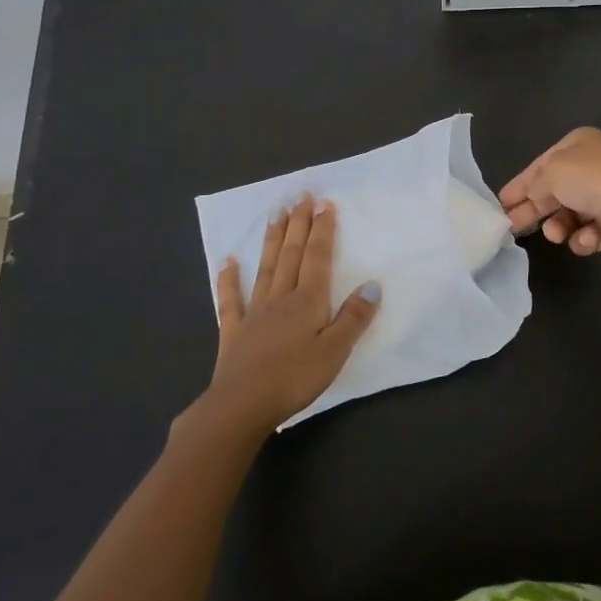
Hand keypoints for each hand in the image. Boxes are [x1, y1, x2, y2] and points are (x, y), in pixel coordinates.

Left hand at [200, 196, 380, 435]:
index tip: (325, 203)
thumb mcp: (335, 351)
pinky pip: (231, 300)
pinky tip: (228, 261)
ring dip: (272, 240)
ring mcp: (255, 312)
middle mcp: (281, 298)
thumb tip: (372, 284)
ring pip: (266, 268)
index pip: (318, 257)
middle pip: (291, 254)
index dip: (323, 230)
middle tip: (301, 195)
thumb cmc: (294, 379)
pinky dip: (229, 279)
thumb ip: (354, 317)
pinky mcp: (234, 332)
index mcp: (308, 301)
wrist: (241, 406)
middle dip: (299, 224)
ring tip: (276, 213)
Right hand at [498, 128, 600, 262]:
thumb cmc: (594, 180)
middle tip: (511, 227)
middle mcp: (594, 166)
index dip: (519, 185)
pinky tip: (589, 239)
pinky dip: (585, 238)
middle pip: (554, 191)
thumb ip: (534, 184)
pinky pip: (590, 233)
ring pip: (570, 214)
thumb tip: (532, 195)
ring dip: (560, 226)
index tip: (500, 204)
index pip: (541, 165)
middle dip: (534, 209)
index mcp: (579, 144)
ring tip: (558, 234)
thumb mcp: (552, 172)